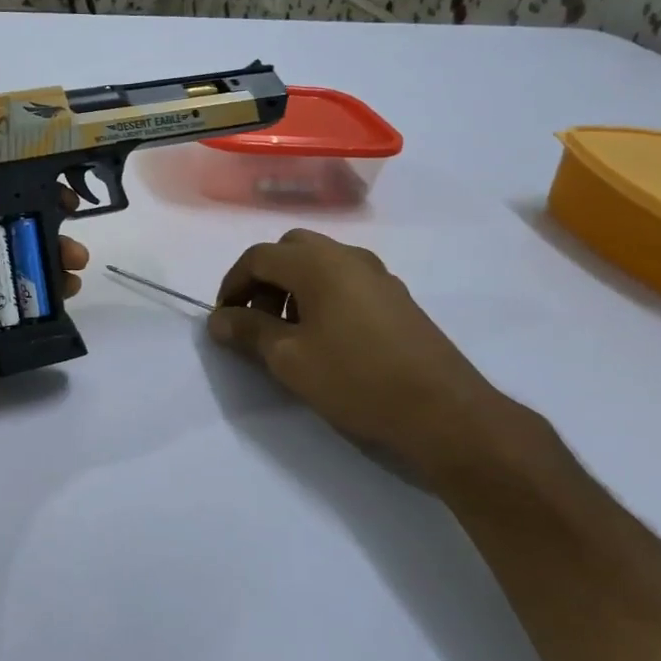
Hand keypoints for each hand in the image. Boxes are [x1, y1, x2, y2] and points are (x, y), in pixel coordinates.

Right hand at [207, 229, 515, 488]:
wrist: (442, 411)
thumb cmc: (355, 379)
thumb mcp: (288, 358)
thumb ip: (248, 331)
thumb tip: (218, 319)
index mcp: (318, 263)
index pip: (259, 256)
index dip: (232, 284)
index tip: (223, 320)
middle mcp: (349, 257)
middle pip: (290, 249)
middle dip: (263, 279)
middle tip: (254, 319)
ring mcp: (378, 275)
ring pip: (320, 263)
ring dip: (292, 287)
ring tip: (286, 332)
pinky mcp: (396, 298)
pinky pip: (345, 281)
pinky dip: (321, 296)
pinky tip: (324, 338)